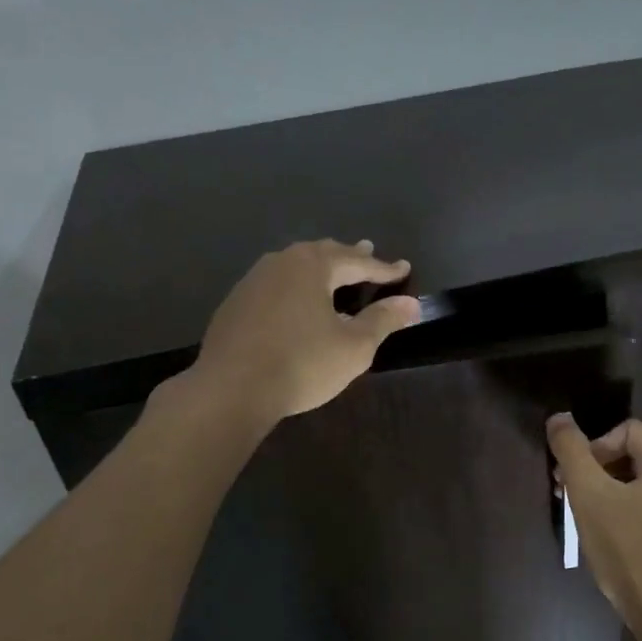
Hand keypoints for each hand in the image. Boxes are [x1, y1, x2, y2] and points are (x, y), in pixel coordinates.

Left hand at [191, 239, 420, 423]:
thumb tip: (410, 303)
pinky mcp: (235, 304)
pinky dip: (295, 286)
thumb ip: (383, 320)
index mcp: (313, 266)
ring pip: (294, 265)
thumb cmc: (302, 364)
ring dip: (319, 267)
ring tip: (332, 271)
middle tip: (368, 250)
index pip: (357, 262)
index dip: (384, 269)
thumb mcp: (354, 346)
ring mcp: (253, 281)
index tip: (404, 269)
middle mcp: (281, 263)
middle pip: (323, 254)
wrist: (231, 389)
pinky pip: (275, 284)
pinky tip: (295, 301)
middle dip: (349, 255)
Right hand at [546, 415, 641, 637]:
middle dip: (599, 471)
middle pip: (636, 457)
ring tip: (589, 520)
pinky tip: (615, 542)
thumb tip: (559, 417)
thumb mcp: (589, 494)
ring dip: (612, 494)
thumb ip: (572, 450)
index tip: (573, 477)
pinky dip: (632, 516)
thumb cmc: (628, 549)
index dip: (593, 447)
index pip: (626, 431)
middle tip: (573, 497)